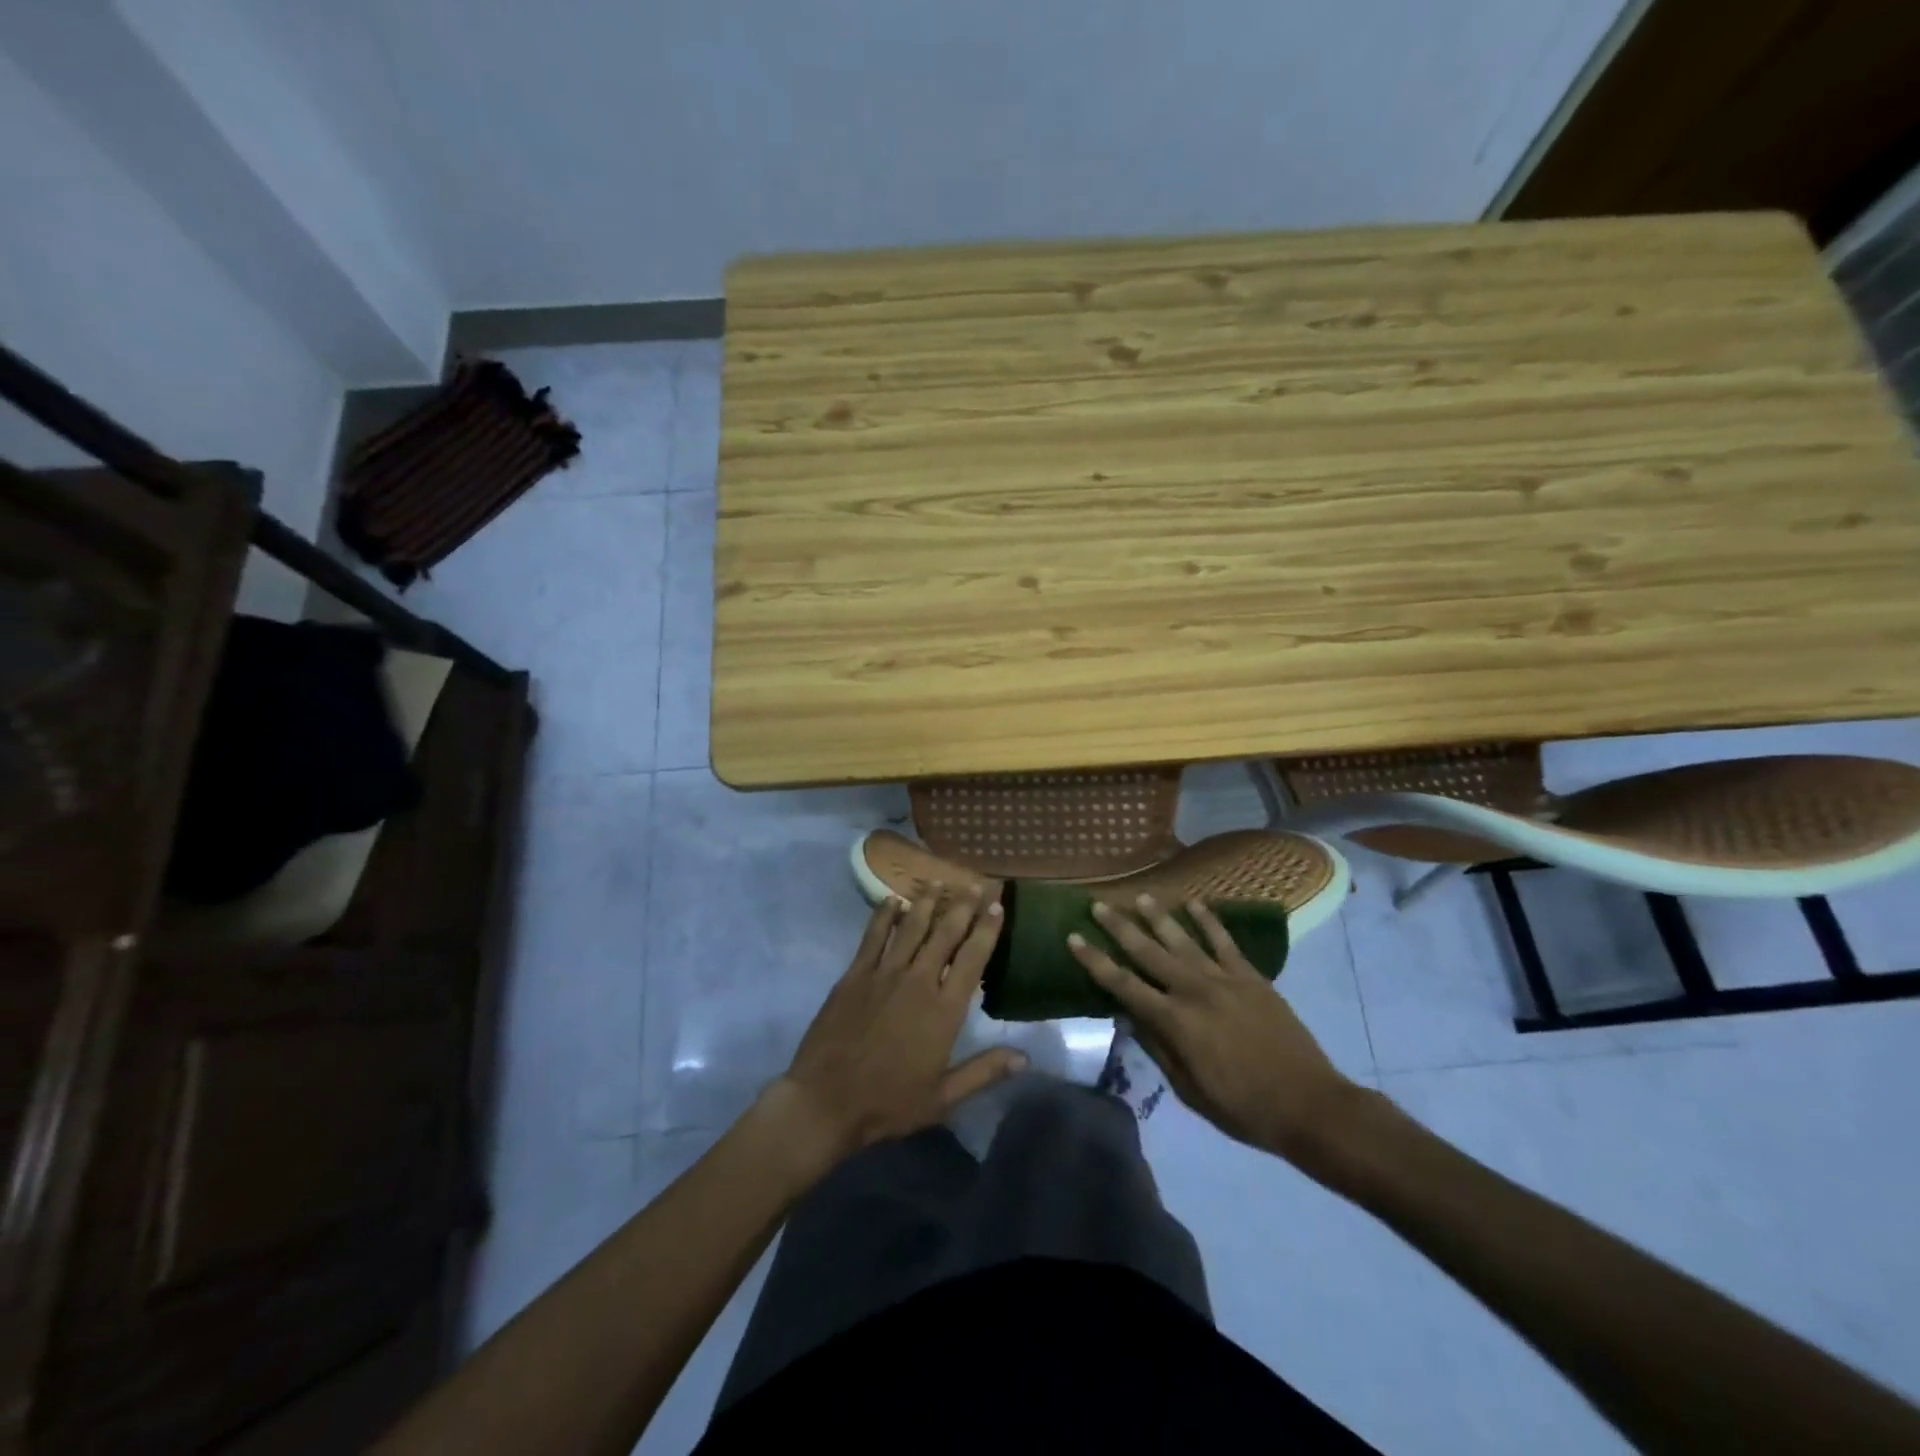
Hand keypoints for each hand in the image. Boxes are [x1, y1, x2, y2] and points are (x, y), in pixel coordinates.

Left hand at [769, 886, 1027, 1167]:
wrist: (826, 1101)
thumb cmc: (888, 1102)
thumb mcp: (943, 1098)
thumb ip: (984, 1072)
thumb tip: (1025, 1057)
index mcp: (943, 1011)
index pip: (972, 959)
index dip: (987, 930)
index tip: (997, 906)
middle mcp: (918, 981)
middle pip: (945, 934)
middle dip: (963, 906)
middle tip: (976, 884)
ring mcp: (884, 974)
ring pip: (911, 927)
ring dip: (927, 902)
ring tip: (938, 880)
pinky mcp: (855, 975)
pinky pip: (873, 936)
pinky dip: (884, 915)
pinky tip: (892, 899)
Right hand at [1068, 894, 1359, 1164]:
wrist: (1308, 1104)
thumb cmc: (1242, 1107)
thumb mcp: (1189, 1089)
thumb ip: (1158, 1048)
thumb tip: (1130, 1017)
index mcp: (1174, 1021)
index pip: (1123, 985)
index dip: (1095, 961)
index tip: (1074, 938)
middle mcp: (1193, 991)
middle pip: (1148, 952)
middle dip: (1119, 927)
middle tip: (1098, 905)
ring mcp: (1224, 979)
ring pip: (1183, 939)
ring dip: (1158, 917)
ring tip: (1140, 896)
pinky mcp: (1250, 977)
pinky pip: (1224, 941)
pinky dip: (1208, 920)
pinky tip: (1194, 904)